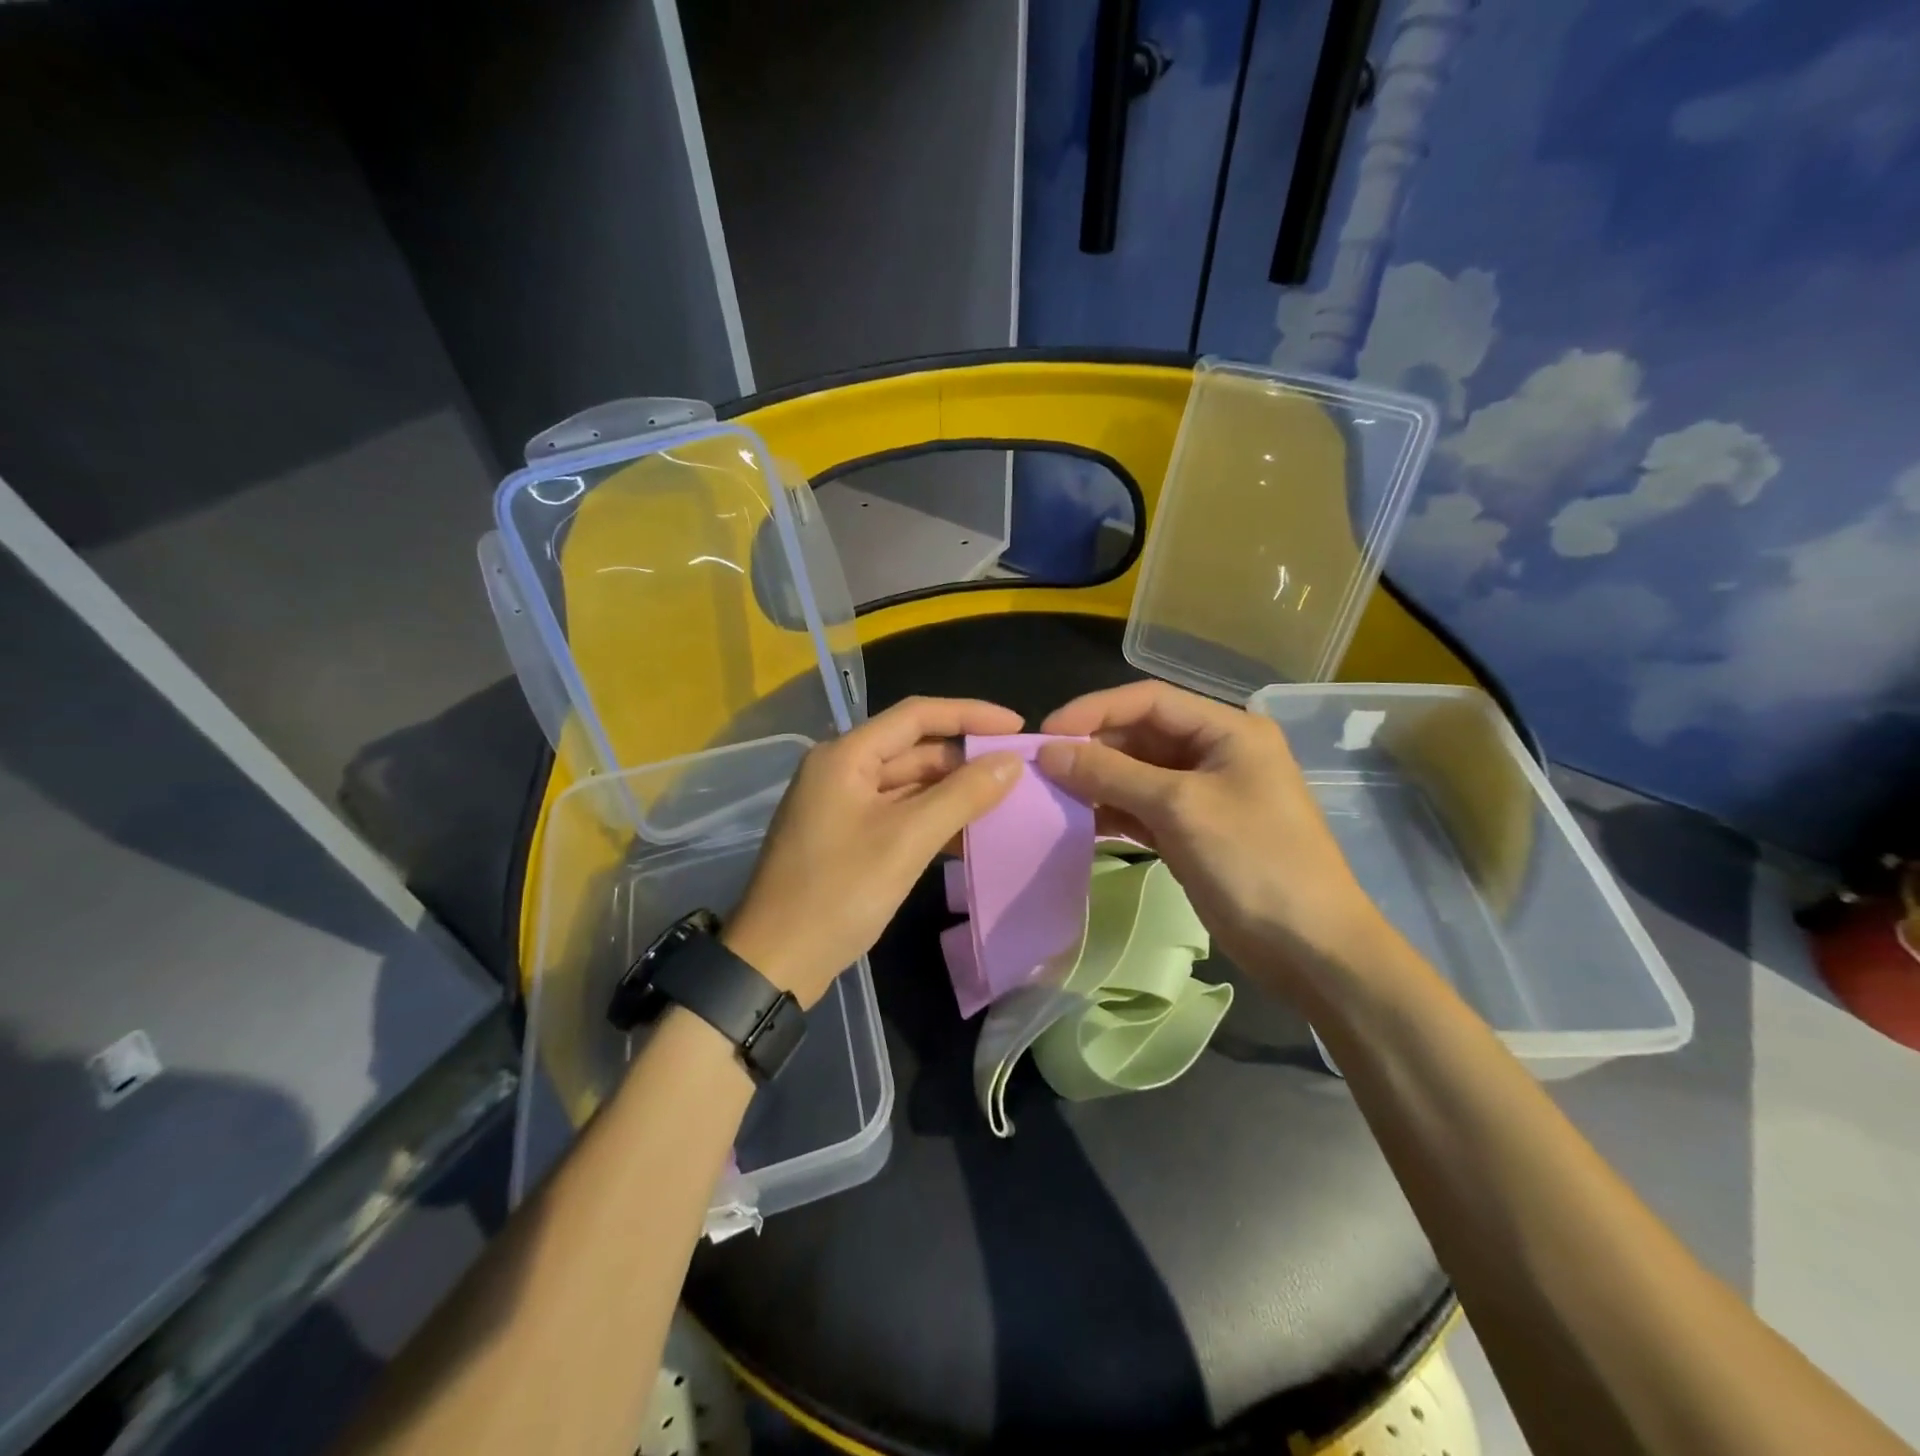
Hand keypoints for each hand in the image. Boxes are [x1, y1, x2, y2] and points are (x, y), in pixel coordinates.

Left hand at [723, 697, 1025, 1006]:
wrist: (775, 962)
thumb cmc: (839, 893)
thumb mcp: (907, 840)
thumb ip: (962, 795)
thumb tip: (1012, 762)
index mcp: (846, 755)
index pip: (917, 715)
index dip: (971, 714)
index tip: (1019, 727)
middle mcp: (841, 769)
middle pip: (913, 747)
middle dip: (965, 757)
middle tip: (1018, 770)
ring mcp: (842, 804)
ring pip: (908, 782)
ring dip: (953, 789)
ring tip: (1004, 799)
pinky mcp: (847, 835)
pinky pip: (899, 812)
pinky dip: (932, 817)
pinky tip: (968, 832)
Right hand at [1037, 682, 1389, 994]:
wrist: (1311, 950)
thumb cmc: (1254, 863)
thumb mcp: (1180, 809)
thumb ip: (1112, 774)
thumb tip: (1049, 751)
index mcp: (1228, 730)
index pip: (1149, 700)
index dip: (1094, 709)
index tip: (1046, 733)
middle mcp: (1214, 752)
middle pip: (1140, 735)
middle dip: (1091, 748)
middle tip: (1039, 769)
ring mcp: (1203, 794)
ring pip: (1136, 773)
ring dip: (1096, 781)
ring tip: (1049, 794)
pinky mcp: (1191, 831)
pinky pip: (1141, 808)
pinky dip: (1111, 812)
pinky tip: (1077, 822)